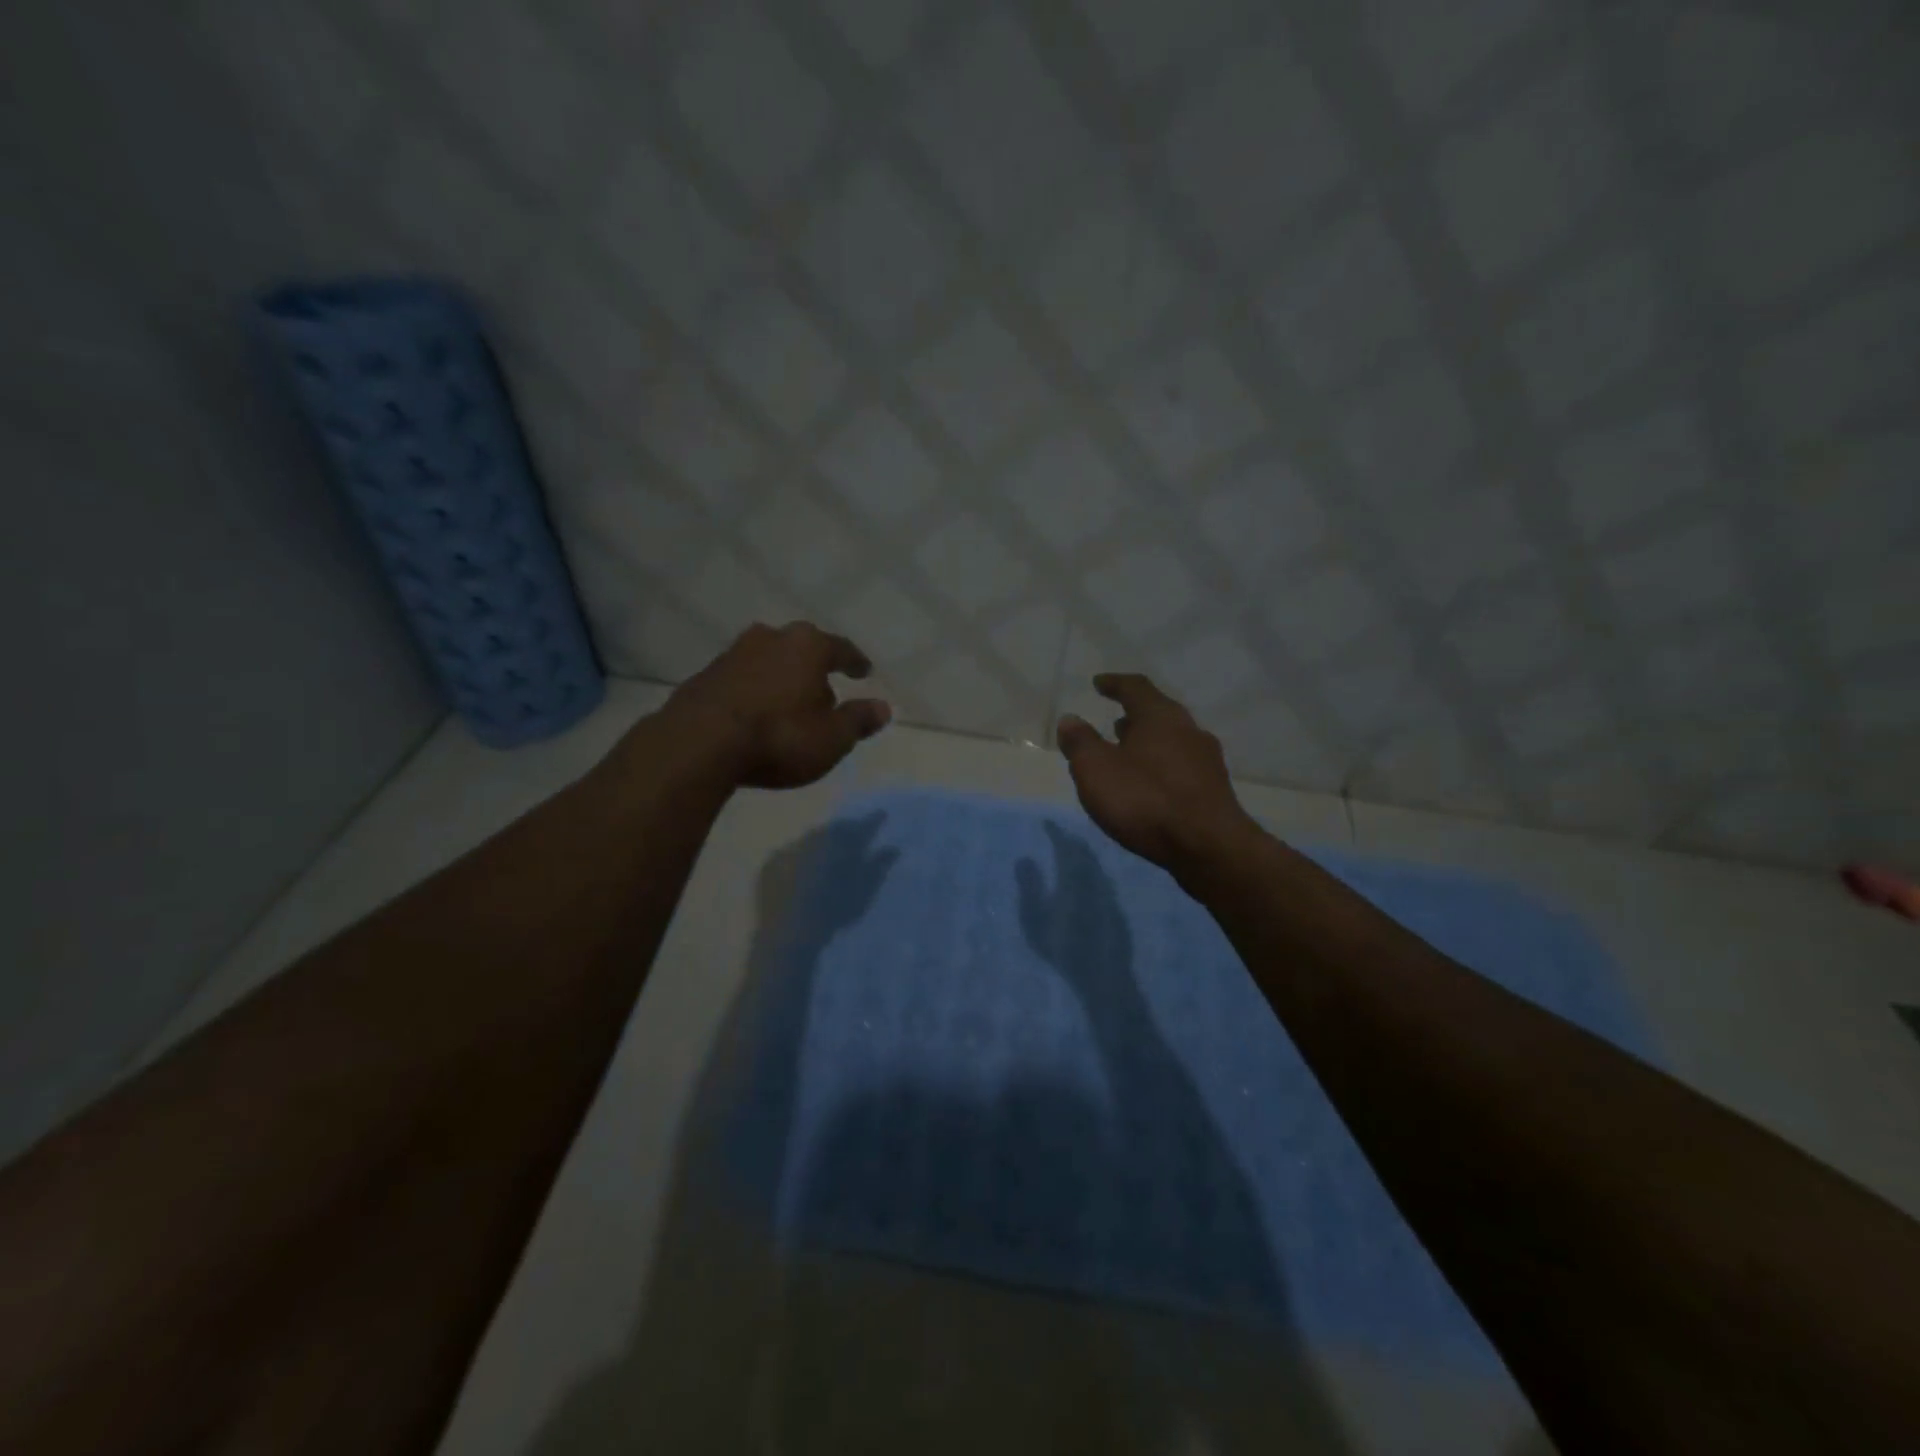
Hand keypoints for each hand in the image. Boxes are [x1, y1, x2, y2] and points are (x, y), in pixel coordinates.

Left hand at [665, 621, 890, 788]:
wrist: (698, 745)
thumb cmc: (779, 737)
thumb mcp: (831, 738)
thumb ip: (858, 720)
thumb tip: (884, 707)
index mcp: (807, 646)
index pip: (840, 648)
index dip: (854, 662)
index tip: (864, 671)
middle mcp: (770, 639)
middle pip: (800, 648)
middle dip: (813, 667)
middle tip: (823, 688)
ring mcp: (732, 654)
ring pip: (767, 660)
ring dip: (780, 678)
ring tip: (787, 702)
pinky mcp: (704, 676)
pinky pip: (740, 680)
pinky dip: (752, 692)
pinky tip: (754, 713)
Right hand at [1056, 673, 1257, 870]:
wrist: (1209, 848)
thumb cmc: (1146, 800)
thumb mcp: (1097, 770)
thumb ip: (1081, 742)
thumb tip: (1070, 719)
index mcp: (1160, 716)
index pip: (1136, 687)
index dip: (1114, 683)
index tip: (1098, 683)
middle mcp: (1189, 729)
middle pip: (1158, 713)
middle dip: (1134, 715)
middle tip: (1114, 721)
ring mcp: (1206, 760)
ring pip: (1172, 740)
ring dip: (1148, 742)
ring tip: (1128, 753)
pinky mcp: (1214, 790)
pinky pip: (1181, 766)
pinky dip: (1161, 766)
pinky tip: (1150, 785)